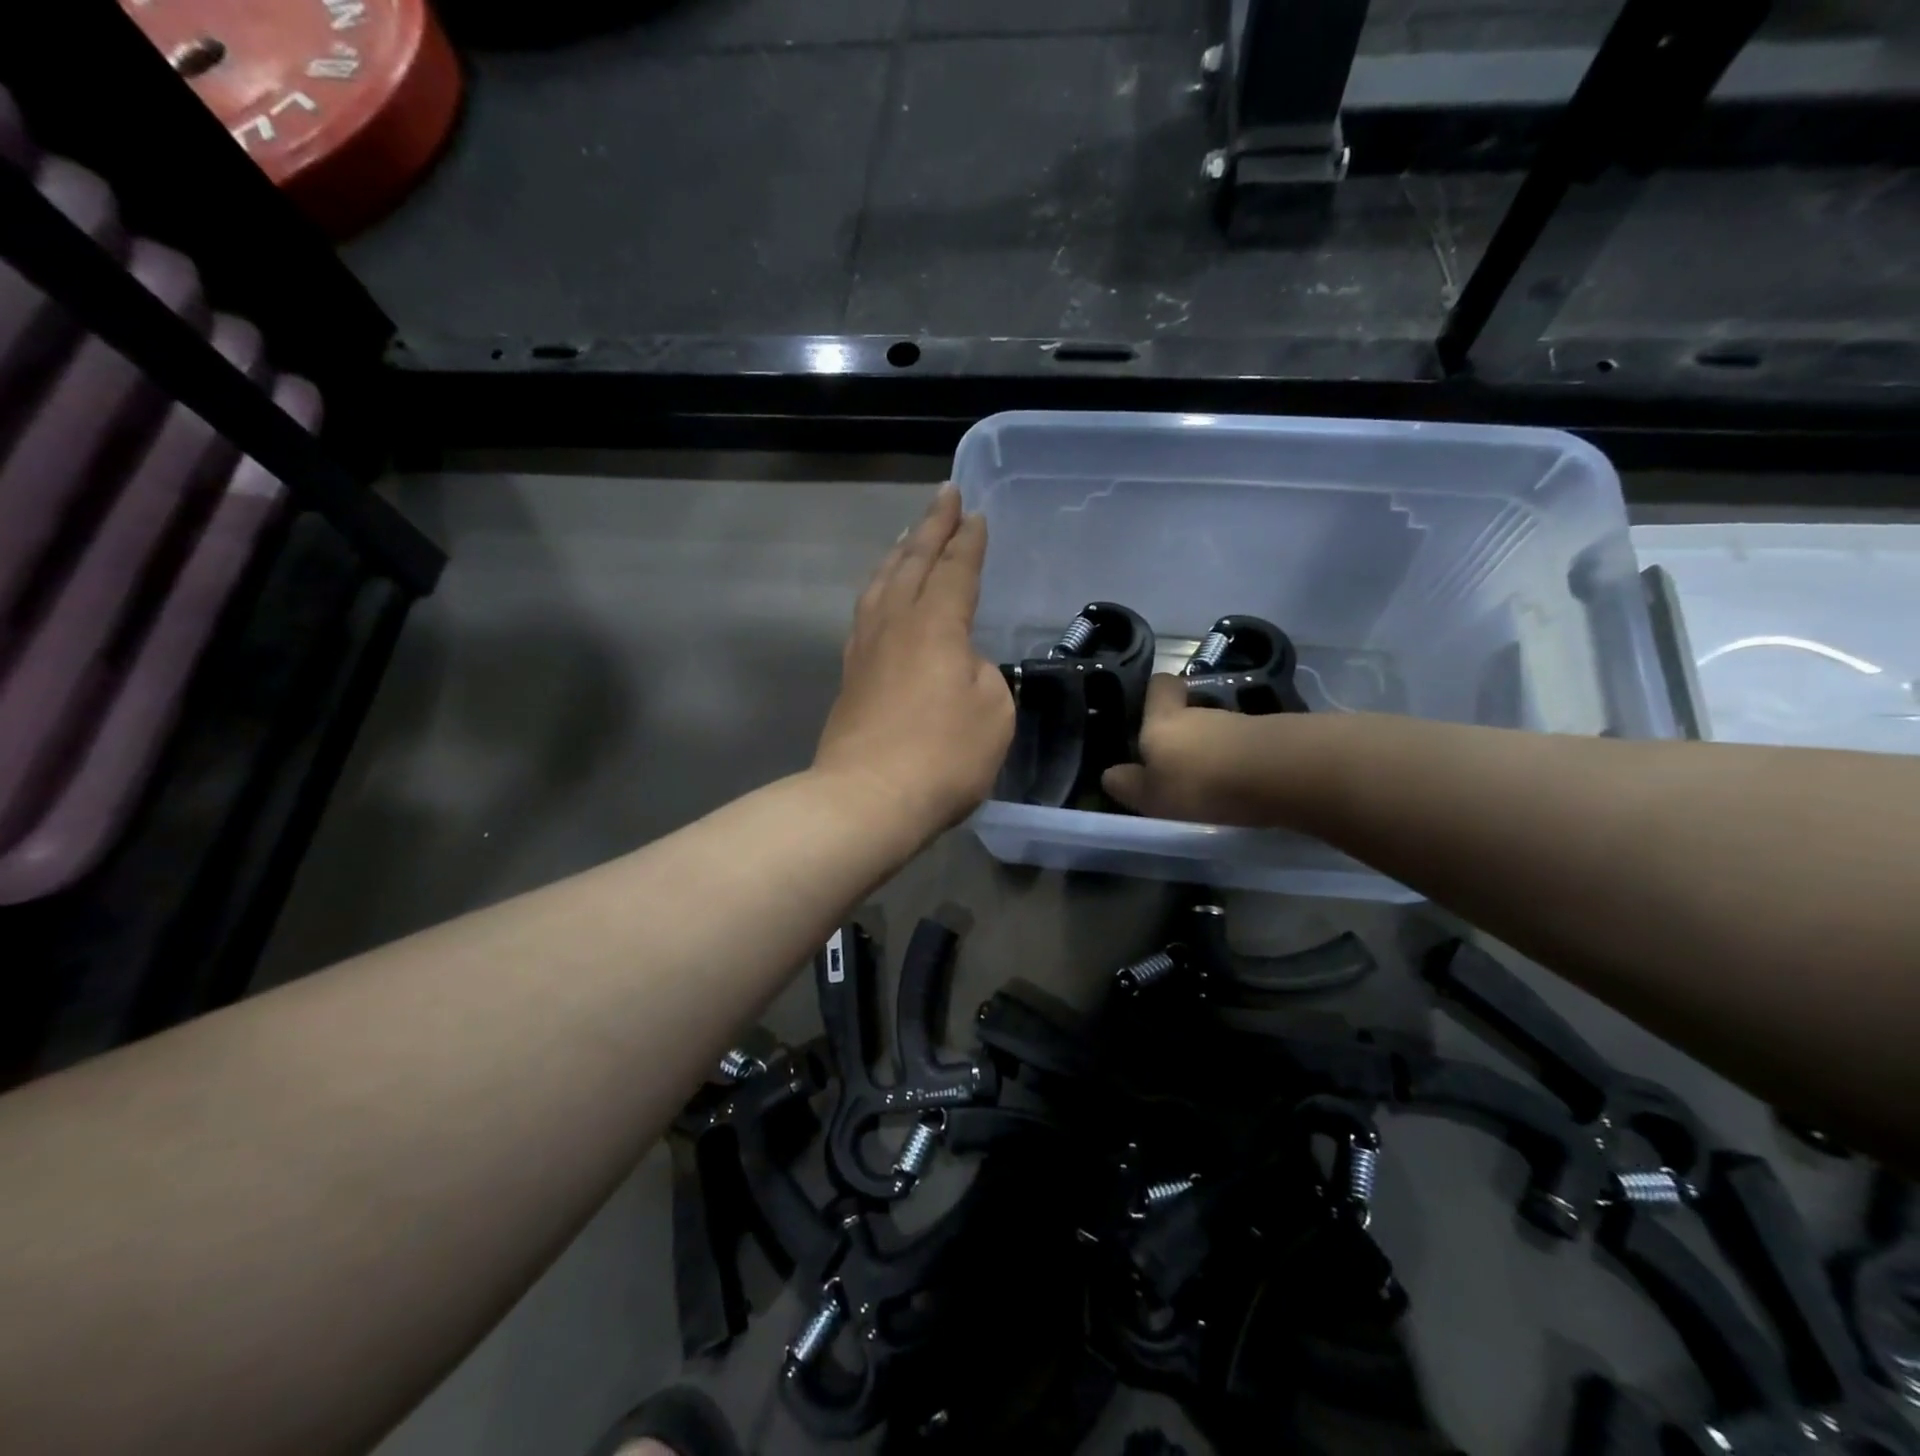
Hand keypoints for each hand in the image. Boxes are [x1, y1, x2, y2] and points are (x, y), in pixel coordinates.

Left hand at [814, 485, 1014, 835]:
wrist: (868, 799)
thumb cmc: (943, 755)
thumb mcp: (993, 712)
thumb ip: (983, 674)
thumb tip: (960, 664)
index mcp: (936, 624)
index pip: (956, 570)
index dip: (968, 541)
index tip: (975, 513)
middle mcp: (896, 624)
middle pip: (913, 562)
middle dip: (931, 527)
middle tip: (944, 496)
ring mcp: (866, 648)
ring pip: (881, 584)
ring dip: (898, 554)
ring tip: (907, 535)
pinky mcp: (850, 676)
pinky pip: (866, 613)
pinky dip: (878, 591)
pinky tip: (879, 596)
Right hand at [1101, 674, 1305, 825]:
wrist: (1280, 774)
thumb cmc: (1201, 782)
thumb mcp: (1151, 795)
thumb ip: (1129, 784)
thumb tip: (1110, 774)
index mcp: (1163, 720)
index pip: (1158, 686)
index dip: (1155, 694)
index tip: (1149, 712)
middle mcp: (1200, 712)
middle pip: (1188, 712)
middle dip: (1182, 734)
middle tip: (1176, 765)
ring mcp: (1240, 722)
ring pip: (1217, 731)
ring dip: (1212, 750)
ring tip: (1210, 783)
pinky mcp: (1272, 738)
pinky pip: (1245, 746)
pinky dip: (1239, 762)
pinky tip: (1240, 787)